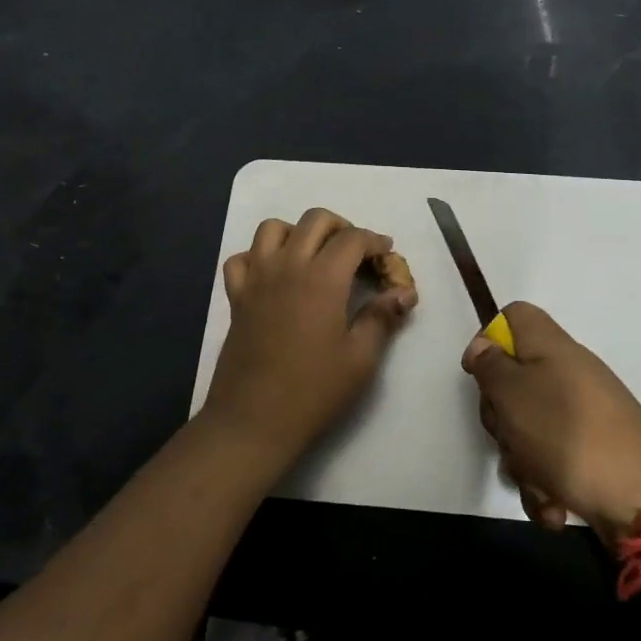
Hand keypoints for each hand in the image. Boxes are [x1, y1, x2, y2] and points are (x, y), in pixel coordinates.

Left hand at [203, 208, 416, 468]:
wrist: (253, 420)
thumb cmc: (313, 391)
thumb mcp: (360, 358)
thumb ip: (383, 317)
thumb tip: (405, 292)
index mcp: (322, 278)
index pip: (353, 238)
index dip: (374, 241)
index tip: (387, 255)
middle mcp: (287, 266)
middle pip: (314, 220)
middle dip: (341, 227)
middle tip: (356, 252)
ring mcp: (256, 278)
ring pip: (273, 228)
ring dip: (298, 232)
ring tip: (314, 255)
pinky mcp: (236, 296)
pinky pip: (241, 258)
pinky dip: (258, 256)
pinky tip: (274, 275)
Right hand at [463, 302, 640, 537]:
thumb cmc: (567, 434)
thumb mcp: (513, 394)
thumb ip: (490, 366)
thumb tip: (484, 346)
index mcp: (551, 348)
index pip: (514, 316)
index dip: (489, 339)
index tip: (479, 375)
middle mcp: (568, 375)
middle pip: (514, 380)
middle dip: (501, 417)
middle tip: (508, 433)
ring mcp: (582, 416)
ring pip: (528, 428)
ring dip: (522, 461)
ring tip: (538, 482)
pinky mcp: (590, 455)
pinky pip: (550, 462)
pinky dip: (546, 485)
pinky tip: (554, 506)